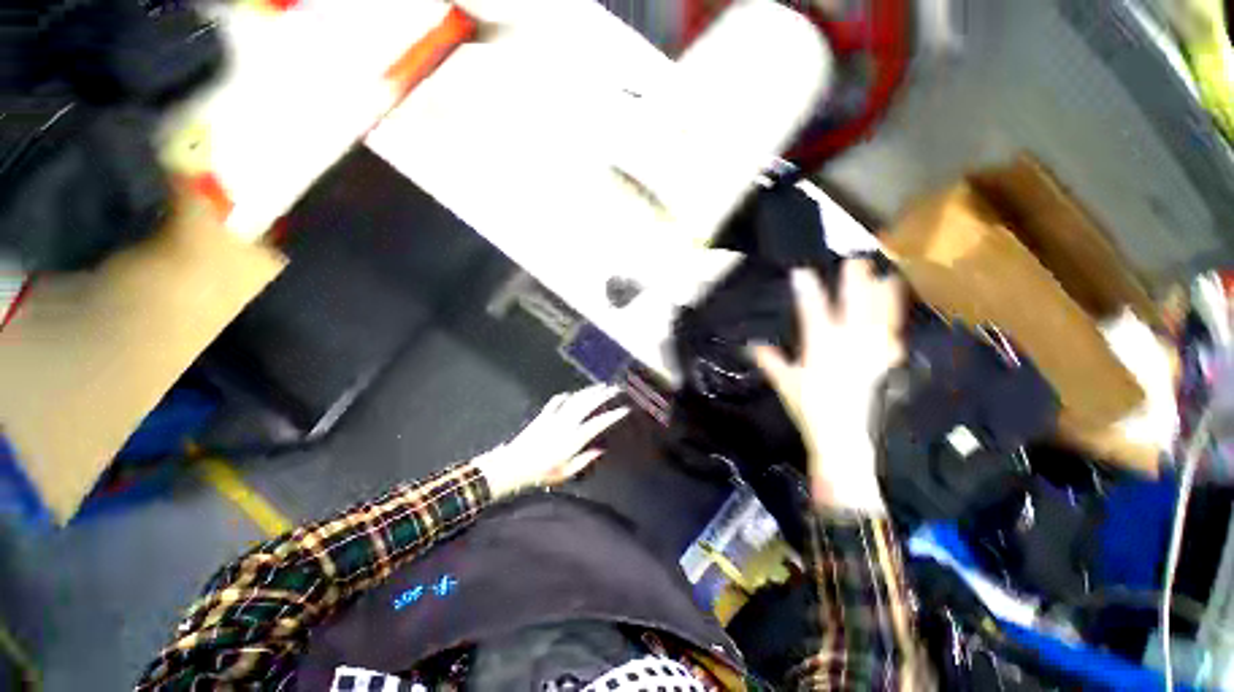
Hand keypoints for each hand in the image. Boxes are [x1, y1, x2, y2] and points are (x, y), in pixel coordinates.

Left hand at [475, 385, 629, 496]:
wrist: (513, 466)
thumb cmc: (541, 473)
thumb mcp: (566, 473)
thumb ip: (584, 460)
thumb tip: (599, 450)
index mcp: (574, 439)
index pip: (598, 423)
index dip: (612, 415)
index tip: (623, 410)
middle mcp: (566, 424)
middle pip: (588, 404)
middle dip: (603, 394)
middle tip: (614, 389)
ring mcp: (554, 417)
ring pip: (575, 399)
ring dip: (588, 391)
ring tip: (599, 387)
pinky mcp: (543, 416)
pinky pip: (557, 401)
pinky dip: (565, 396)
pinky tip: (570, 394)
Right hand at [750, 259, 904, 512]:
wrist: (843, 437)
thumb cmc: (809, 409)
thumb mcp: (785, 384)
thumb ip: (770, 361)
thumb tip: (752, 345)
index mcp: (820, 348)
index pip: (812, 313)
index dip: (807, 291)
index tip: (801, 272)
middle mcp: (848, 346)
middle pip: (853, 308)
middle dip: (854, 284)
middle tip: (856, 261)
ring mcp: (869, 355)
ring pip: (878, 320)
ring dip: (883, 298)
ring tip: (889, 277)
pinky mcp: (882, 366)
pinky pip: (891, 340)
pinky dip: (894, 326)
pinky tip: (896, 318)